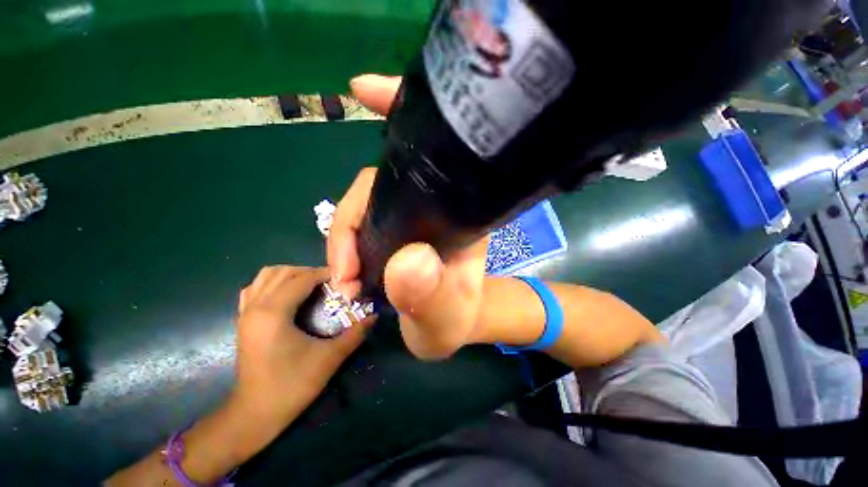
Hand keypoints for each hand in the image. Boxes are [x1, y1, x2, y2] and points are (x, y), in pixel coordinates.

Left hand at [234, 266, 369, 423]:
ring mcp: (245, 313)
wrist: (254, 414)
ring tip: (310, 285)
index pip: (302, 279)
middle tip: (330, 283)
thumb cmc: (291, 385)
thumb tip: (374, 315)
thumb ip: (354, 333)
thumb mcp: (329, 358)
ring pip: (266, 276)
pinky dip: (273, 283)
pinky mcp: (243, 321)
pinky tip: (288, 295)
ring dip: (291, 274)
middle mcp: (256, 307)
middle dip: (309, 271)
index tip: (344, 277)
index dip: (325, 273)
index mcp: (274, 313)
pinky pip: (255, 289)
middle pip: (283, 272)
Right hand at [327, 74, 487, 360]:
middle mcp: (433, 205)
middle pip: (378, 186)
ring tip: (344, 280)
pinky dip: (344, 238)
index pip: (426, 159)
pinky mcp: (395, 232)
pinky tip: (342, 264)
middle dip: (350, 225)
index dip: (397, 116)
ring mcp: (410, 217)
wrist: (452, 328)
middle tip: (344, 274)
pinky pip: (363, 222)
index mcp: (457, 212)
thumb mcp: (445, 315)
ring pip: (365, 206)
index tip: (362, 87)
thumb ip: (431, 294)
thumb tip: (408, 261)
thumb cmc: (455, 320)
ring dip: (343, 241)